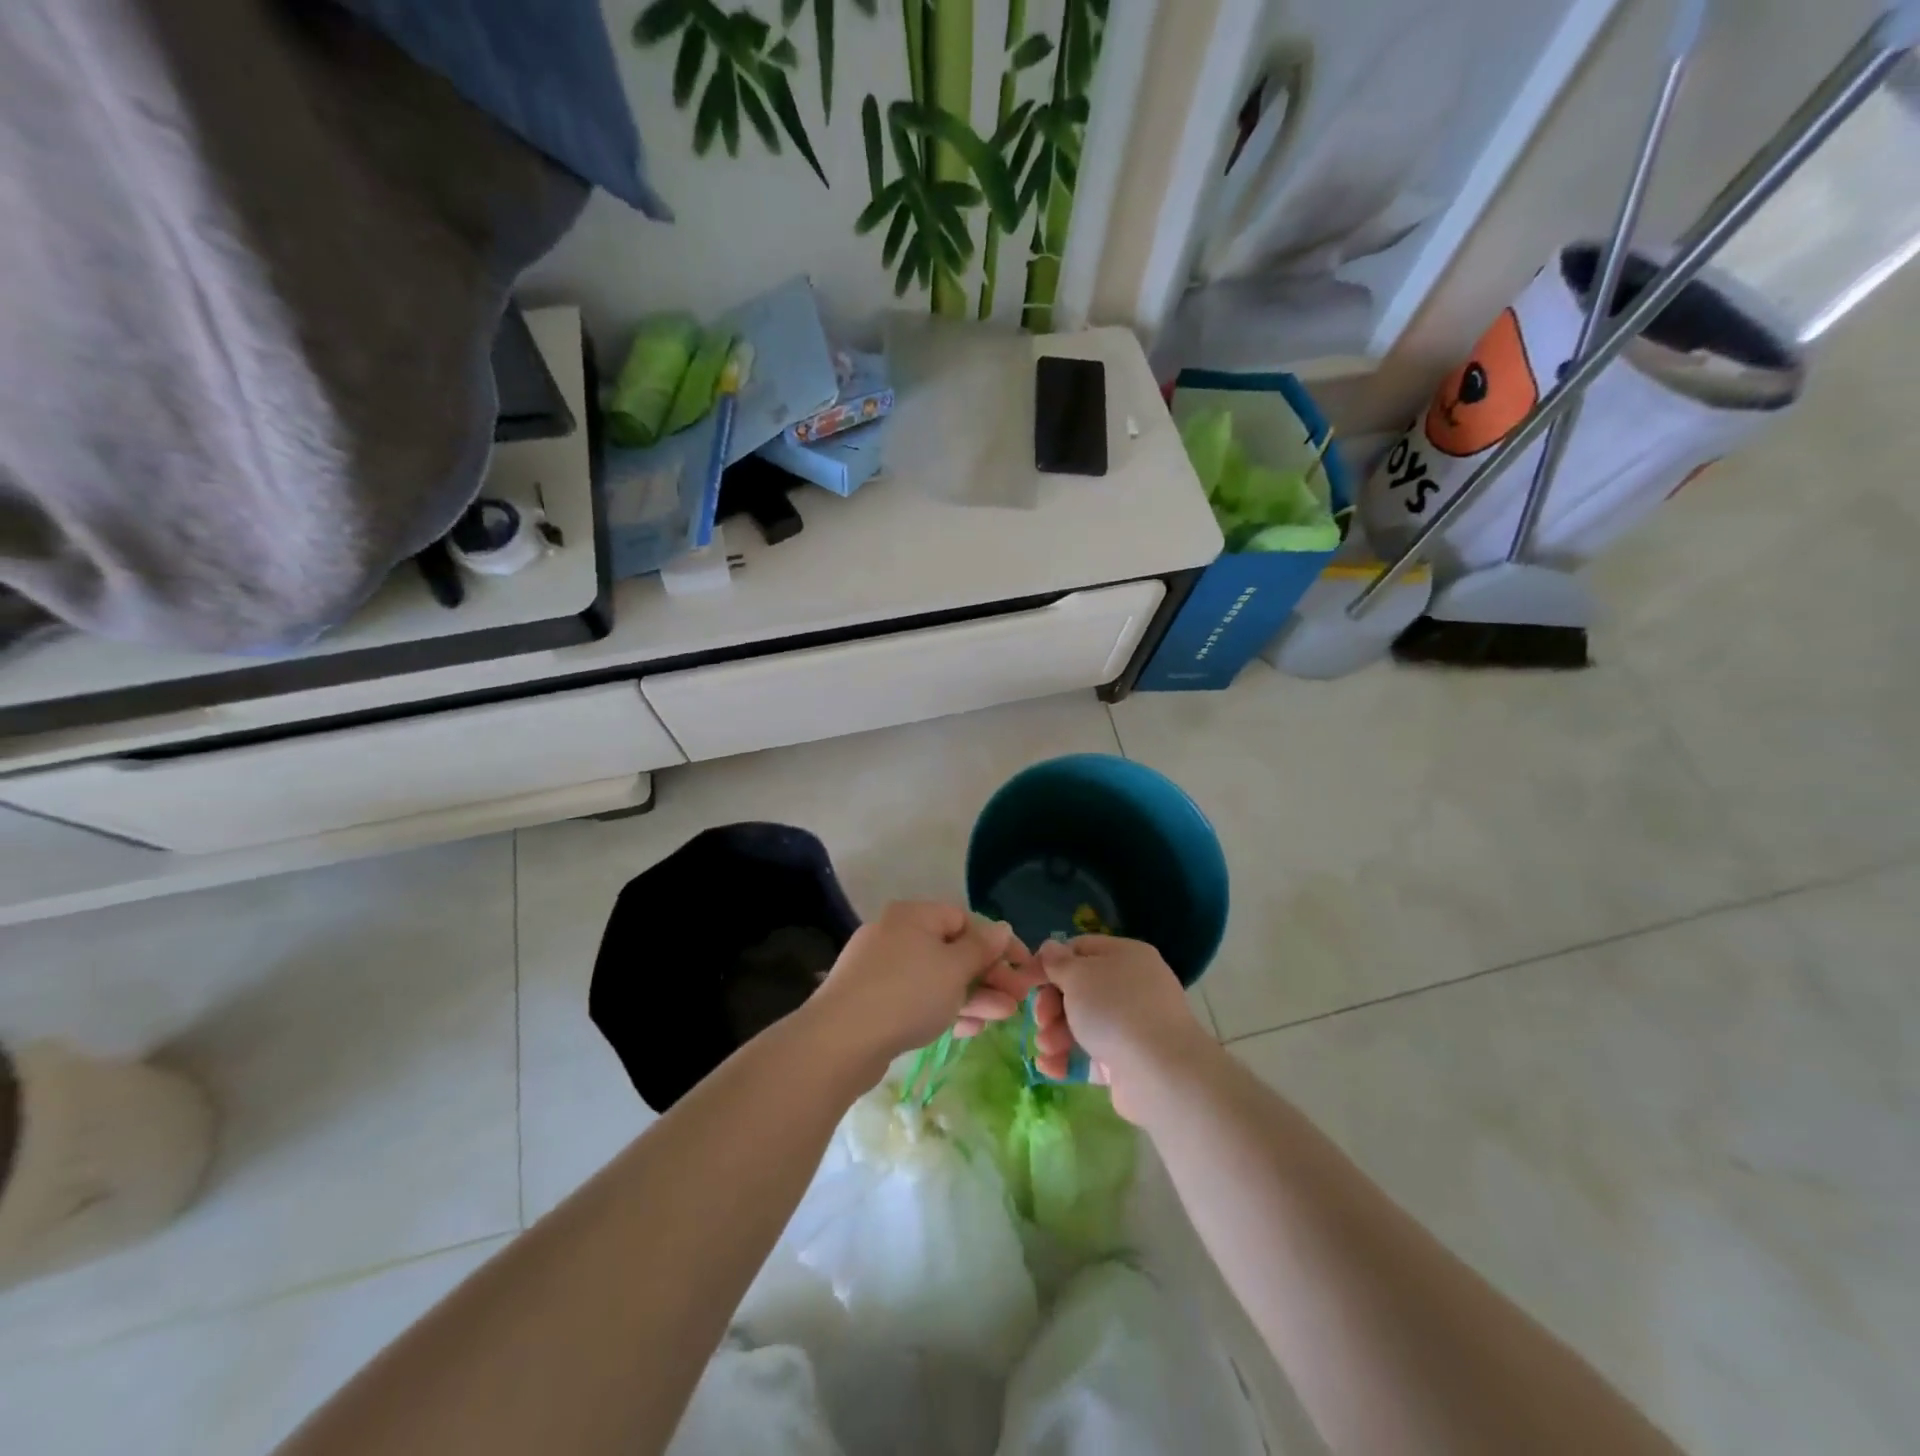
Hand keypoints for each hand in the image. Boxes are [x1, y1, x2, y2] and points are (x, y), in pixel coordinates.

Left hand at [809, 902, 1039, 1070]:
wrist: (841, 1040)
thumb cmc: (907, 993)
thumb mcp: (954, 968)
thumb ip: (982, 948)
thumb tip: (1001, 928)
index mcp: (914, 915)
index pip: (965, 920)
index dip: (999, 944)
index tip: (1024, 969)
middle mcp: (896, 934)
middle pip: (952, 950)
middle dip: (989, 976)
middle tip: (1017, 1001)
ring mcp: (881, 968)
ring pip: (937, 977)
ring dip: (972, 996)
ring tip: (1002, 1018)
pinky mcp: (873, 999)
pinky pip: (917, 997)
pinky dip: (944, 1008)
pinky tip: (967, 1030)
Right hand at [1032, 936, 1216, 1121]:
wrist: (1160, 1073)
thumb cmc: (1115, 1010)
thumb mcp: (1078, 976)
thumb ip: (1058, 962)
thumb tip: (1050, 949)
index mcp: (1126, 956)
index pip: (1081, 949)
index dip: (1051, 962)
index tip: (1028, 981)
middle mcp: (1133, 986)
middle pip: (1079, 989)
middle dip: (1052, 1005)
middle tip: (1041, 1020)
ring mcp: (1133, 1025)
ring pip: (1083, 1023)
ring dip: (1056, 1034)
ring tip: (1047, 1048)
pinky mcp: (1129, 1061)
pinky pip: (1092, 1054)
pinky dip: (1069, 1059)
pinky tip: (1049, 1068)